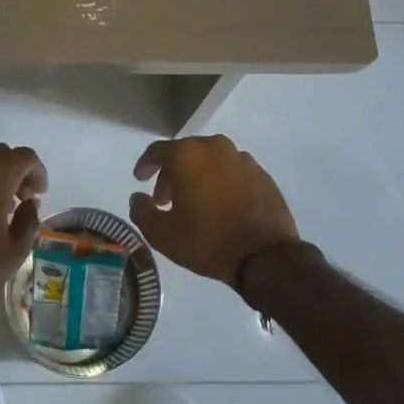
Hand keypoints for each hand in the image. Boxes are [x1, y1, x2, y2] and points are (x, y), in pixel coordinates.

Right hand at [130, 135, 299, 289]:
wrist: (265, 256)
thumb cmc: (208, 241)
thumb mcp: (162, 234)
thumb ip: (141, 211)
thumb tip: (138, 197)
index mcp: (188, 155)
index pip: (157, 151)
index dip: (145, 165)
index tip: (140, 179)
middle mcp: (215, 147)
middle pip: (185, 154)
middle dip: (171, 174)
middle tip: (165, 199)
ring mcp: (242, 158)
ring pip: (210, 161)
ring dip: (197, 177)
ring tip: (194, 204)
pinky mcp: (262, 174)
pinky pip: (231, 172)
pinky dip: (220, 182)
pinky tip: (220, 205)